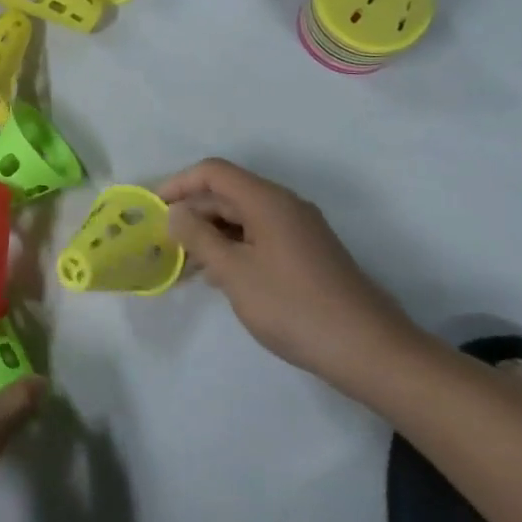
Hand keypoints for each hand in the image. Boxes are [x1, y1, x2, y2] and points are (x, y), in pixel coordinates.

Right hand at [158, 158, 419, 391]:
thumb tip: (176, 212)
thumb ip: (199, 237)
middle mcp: (284, 205)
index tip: (153, 208)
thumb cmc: (293, 306)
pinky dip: (234, 246)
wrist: (368, 349)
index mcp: (267, 200)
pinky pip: (260, 236)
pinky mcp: (307, 253)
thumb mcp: (234, 273)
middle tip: (163, 239)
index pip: (213, 172)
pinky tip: (220, 275)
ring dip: (212, 232)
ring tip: (184, 261)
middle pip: (228, 192)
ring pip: (243, 217)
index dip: (179, 183)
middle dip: (193, 211)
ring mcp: (299, 229)